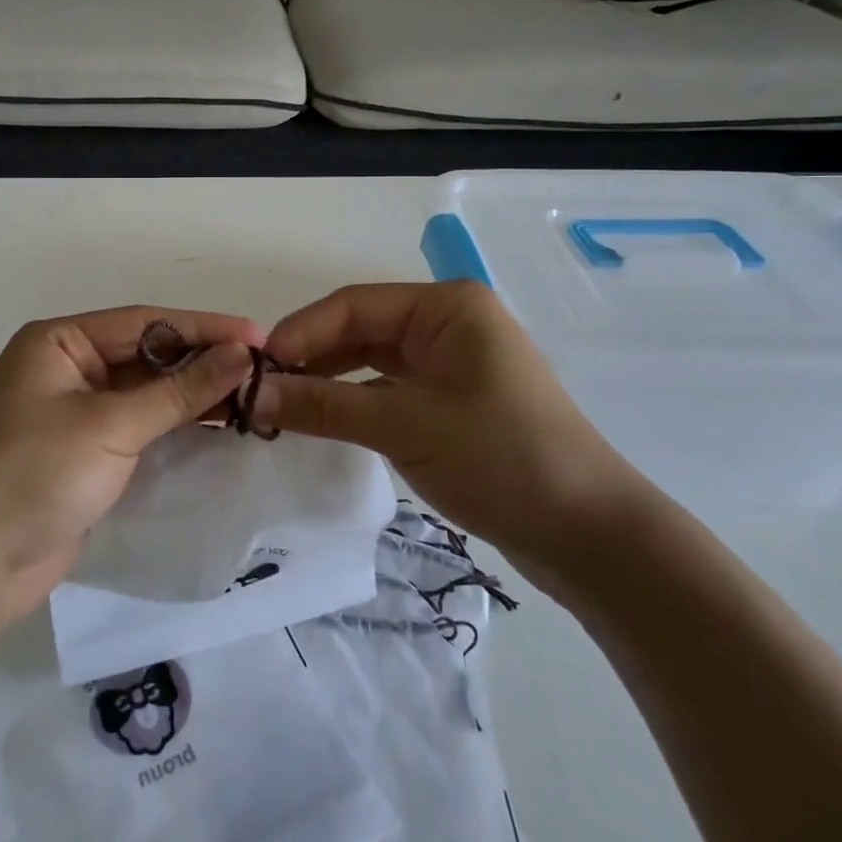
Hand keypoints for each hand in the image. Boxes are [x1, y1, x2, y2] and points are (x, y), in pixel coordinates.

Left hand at [0, 306, 263, 627]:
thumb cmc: (34, 474)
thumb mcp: (111, 425)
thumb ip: (179, 390)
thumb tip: (241, 355)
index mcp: (59, 342)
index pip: (146, 322)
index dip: (204, 328)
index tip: (259, 337)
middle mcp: (67, 367)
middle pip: (147, 354)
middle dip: (201, 362)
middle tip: (263, 370)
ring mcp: (74, 412)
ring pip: (146, 392)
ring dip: (193, 395)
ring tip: (253, 397)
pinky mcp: (85, 452)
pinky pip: (139, 426)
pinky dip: (175, 426)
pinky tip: (218, 428)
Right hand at [252, 281, 651, 577]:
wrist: (590, 536)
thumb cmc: (500, 458)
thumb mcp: (403, 426)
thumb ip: (322, 405)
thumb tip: (250, 394)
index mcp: (445, 306)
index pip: (352, 305)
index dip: (300, 332)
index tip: (256, 368)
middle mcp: (447, 324)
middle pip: (360, 329)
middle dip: (311, 357)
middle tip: (261, 390)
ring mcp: (451, 363)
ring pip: (371, 361)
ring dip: (328, 381)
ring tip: (282, 406)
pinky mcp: (452, 402)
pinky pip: (388, 389)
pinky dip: (353, 402)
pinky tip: (322, 421)